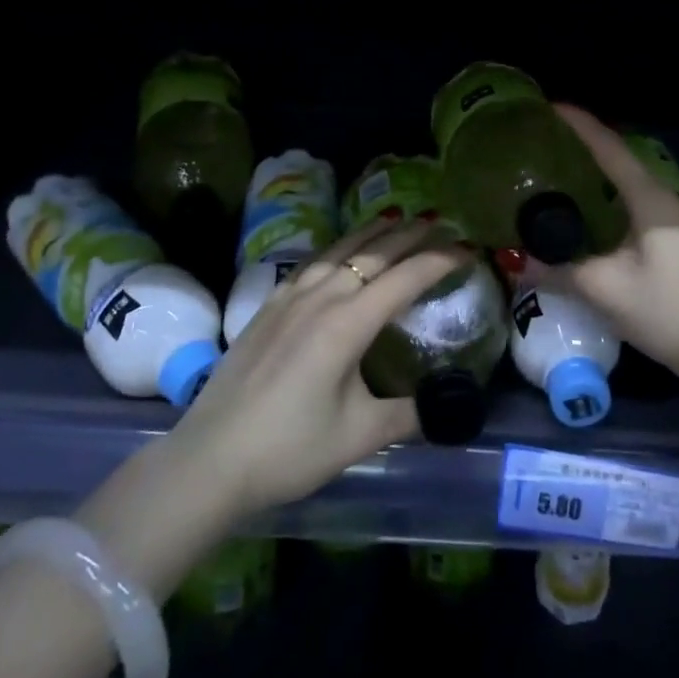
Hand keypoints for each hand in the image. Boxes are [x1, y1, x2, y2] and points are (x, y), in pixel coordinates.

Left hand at [167, 215, 469, 520]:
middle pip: (373, 253)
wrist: (210, 459)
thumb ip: (408, 414)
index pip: (405, 278)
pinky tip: (339, 251)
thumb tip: (446, 406)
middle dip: (410, 235)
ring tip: (396, 218)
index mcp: (347, 324)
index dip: (441, 260)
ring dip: (373, 233)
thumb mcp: (358, 436)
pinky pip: (312, 263)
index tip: (468, 248)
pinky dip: (337, 248)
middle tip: (440, 222)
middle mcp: (321, 298)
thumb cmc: (289, 449)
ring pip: (339, 250)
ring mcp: (290, 298)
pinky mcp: (268, 306)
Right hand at [533, 106, 678, 393]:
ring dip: (592, 177)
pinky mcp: (671, 243)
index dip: (580, 125)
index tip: (549, 106)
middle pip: (617, 161)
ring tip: (554, 175)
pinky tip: (581, 218)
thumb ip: (559, 270)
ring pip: (624, 186)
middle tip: (542, 144)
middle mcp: (662, 200)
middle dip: (581, 148)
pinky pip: (629, 207)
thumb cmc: (669, 311)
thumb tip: (518, 260)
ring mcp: (670, 222)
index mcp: (649, 199)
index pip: (609, 148)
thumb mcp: (606, 290)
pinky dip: (602, 202)